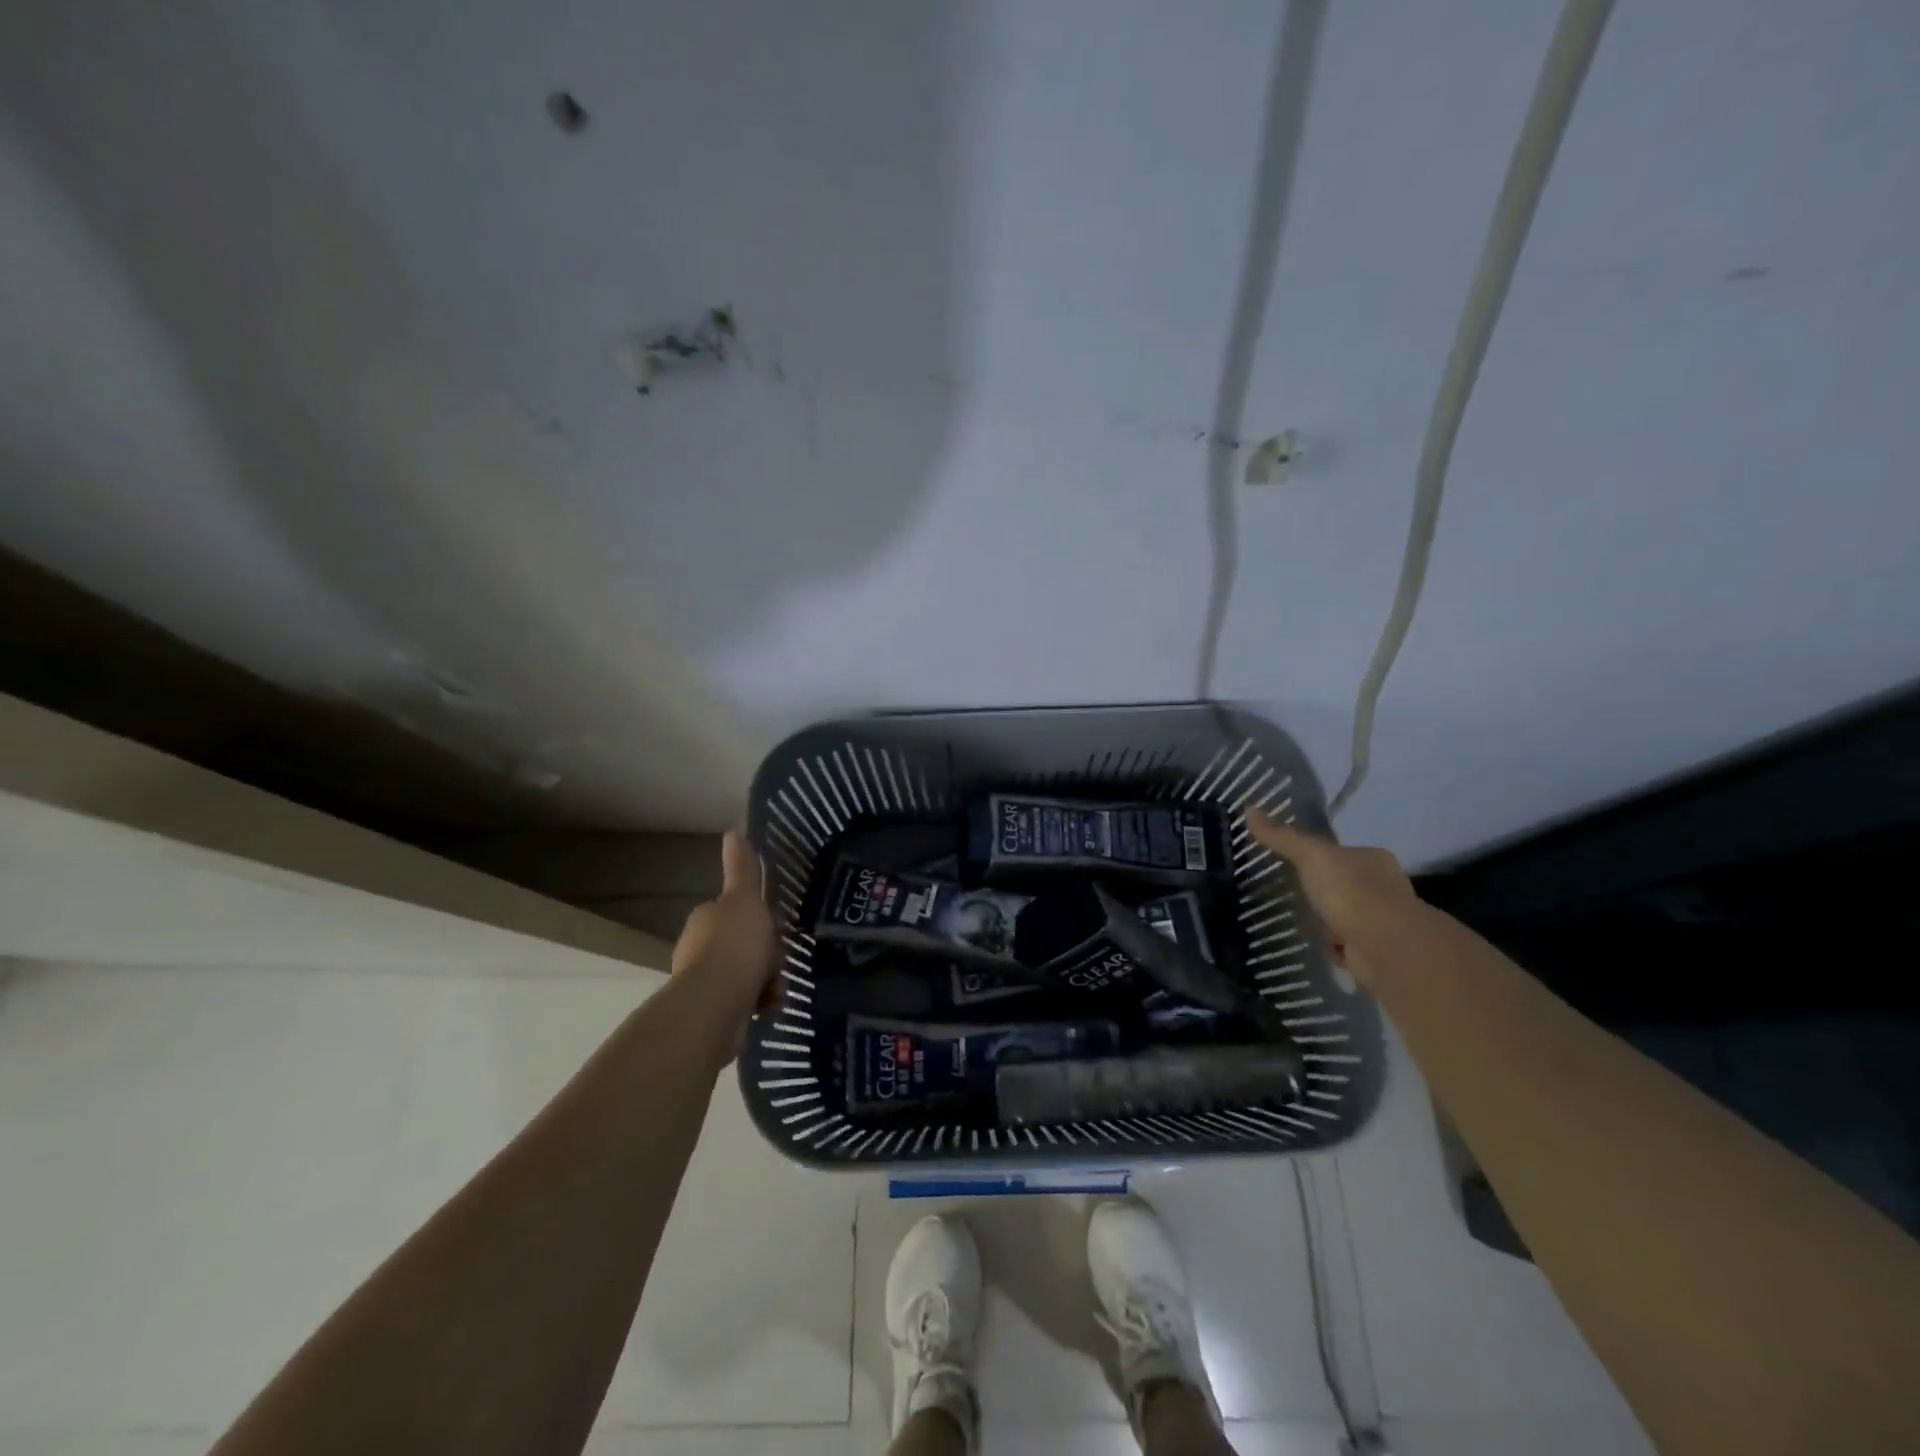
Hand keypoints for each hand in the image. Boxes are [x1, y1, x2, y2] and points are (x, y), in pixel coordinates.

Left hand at [672, 832, 778, 1024]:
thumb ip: (742, 869)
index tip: (778, 928)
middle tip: (779, 961)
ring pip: (747, 973)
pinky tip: (767, 1005)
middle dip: (767, 953)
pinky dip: (759, 1002)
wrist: (715, 1004)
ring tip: (775, 988)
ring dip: (766, 979)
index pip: (739, 912)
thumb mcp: (746, 900)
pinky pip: (744, 1000)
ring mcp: (703, 981)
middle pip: (746, 943)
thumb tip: (733, 831)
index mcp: (706, 918)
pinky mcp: (711, 1011)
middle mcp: (699, 947)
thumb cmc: (734, 945)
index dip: (761, 919)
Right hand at [1245, 808, 1418, 983]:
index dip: (1319, 856)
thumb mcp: (1310, 855)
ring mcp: (1381, 921)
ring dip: (1325, 919)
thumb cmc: (1350, 891)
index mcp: (1373, 858)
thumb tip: (1249, 809)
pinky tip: (1310, 943)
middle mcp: (1383, 887)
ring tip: (1293, 918)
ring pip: (1344, 914)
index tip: (1292, 862)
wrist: (1383, 946)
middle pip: (1344, 883)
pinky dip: (1330, 945)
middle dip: (1321, 889)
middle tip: (1287, 891)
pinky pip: (1345, 943)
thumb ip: (1281, 837)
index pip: (1343, 852)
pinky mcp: (1375, 951)